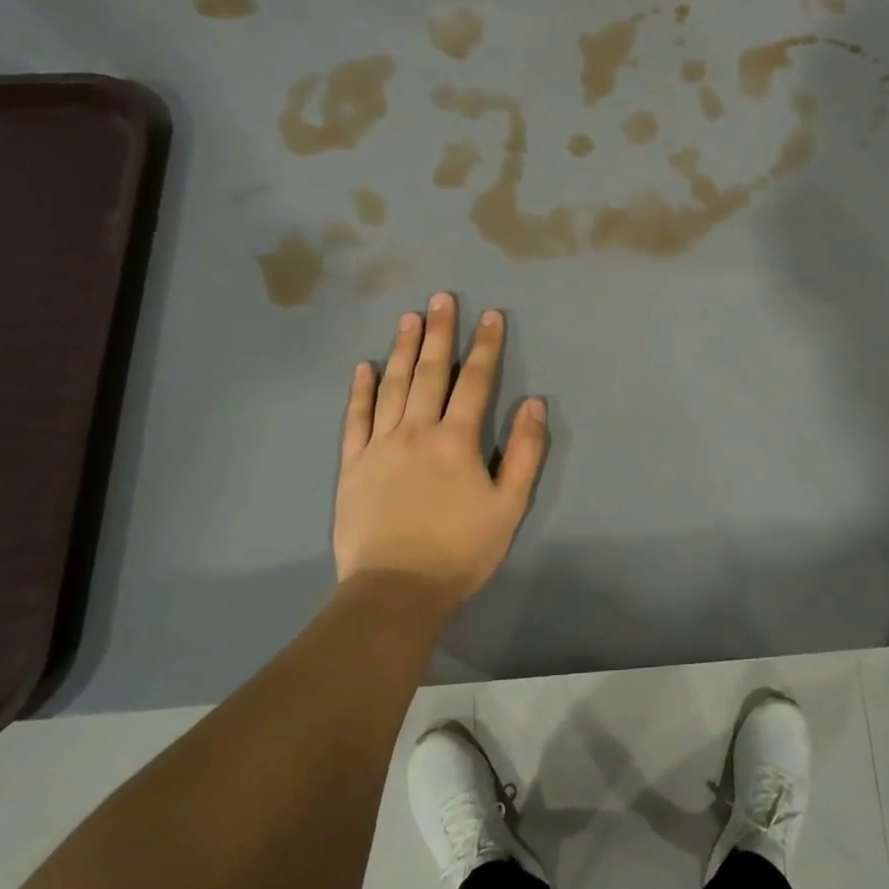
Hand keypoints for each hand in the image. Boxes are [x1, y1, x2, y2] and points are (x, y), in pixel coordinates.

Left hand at [335, 294, 547, 613]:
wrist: (396, 589)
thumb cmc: (461, 550)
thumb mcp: (509, 505)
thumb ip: (524, 452)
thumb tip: (535, 404)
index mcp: (457, 440)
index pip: (475, 382)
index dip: (485, 347)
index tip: (490, 315)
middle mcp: (417, 431)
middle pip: (431, 373)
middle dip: (440, 333)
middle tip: (442, 298)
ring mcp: (380, 445)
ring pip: (393, 386)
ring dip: (403, 349)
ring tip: (410, 317)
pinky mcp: (353, 464)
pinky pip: (356, 418)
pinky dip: (361, 390)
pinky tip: (365, 367)